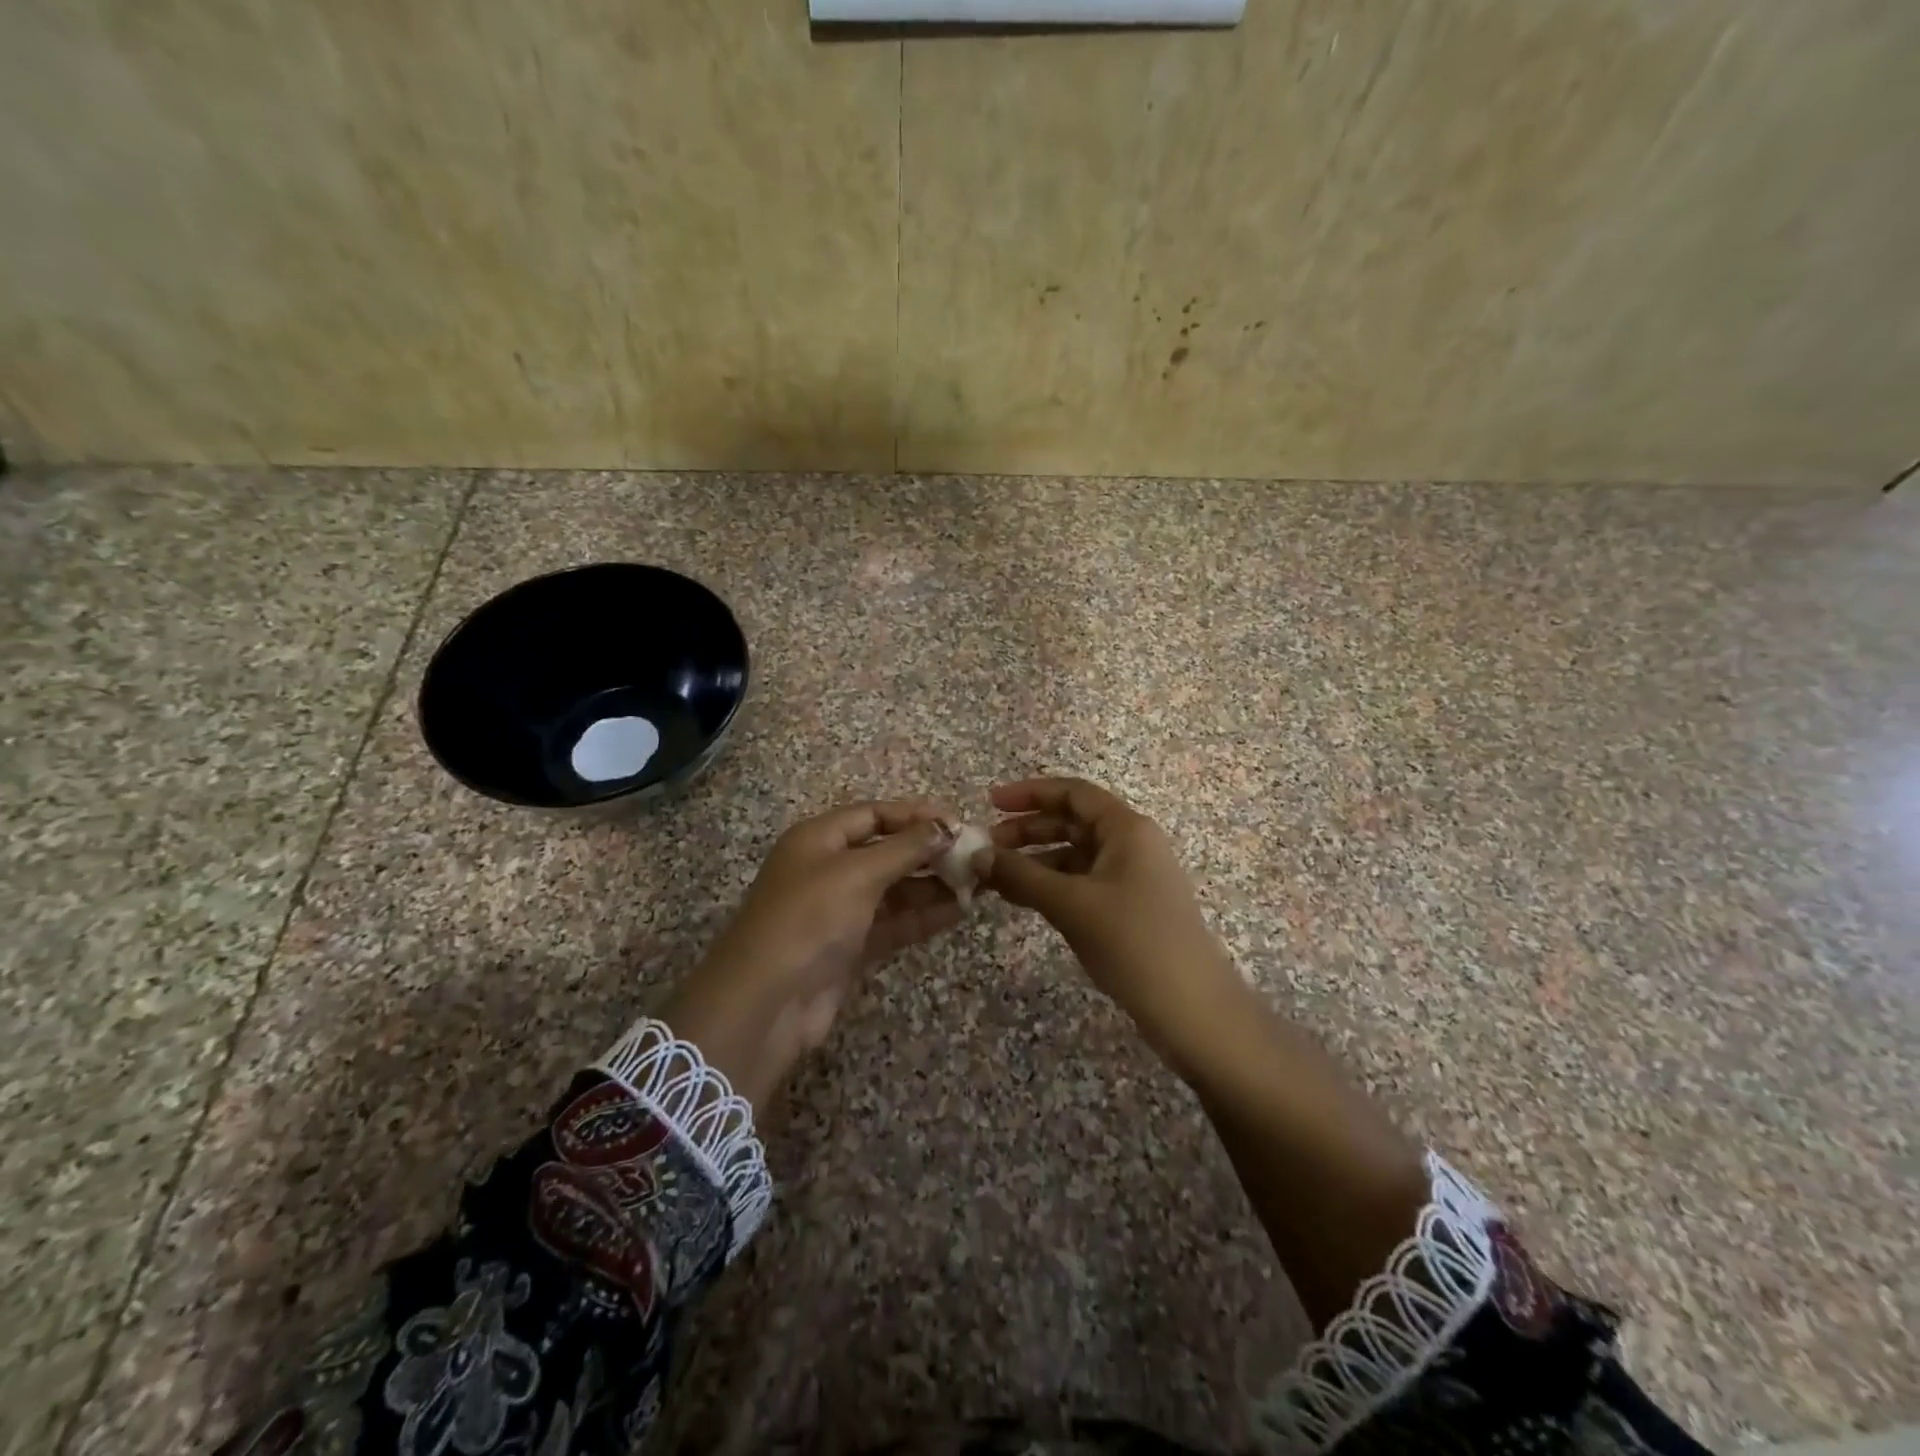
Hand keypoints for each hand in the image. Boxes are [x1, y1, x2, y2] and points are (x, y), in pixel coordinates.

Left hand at [662, 800, 961, 1111]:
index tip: (958, 823)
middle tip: (974, 856)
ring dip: (931, 885)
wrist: (767, 1002)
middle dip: (928, 852)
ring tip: (976, 884)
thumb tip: (946, 826)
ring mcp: (839, 910)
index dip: (916, 815)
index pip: (874, 814)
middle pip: (886, 850)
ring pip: (894, 889)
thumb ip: (905, 848)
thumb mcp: (858, 872)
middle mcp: (827, 869)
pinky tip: (958, 912)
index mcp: (818, 839)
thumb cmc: (810, 918)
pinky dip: (922, 916)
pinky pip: (893, 922)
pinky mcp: (850, 947)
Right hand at [975, 777, 1249, 1065]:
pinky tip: (1021, 899)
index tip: (990, 802)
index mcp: (1126, 828)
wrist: (1192, 1009)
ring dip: (1034, 862)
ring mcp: (1131, 877)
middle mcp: (1131, 844)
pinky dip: (1050, 886)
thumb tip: (977, 856)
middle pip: (1071, 822)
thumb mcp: (1070, 904)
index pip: (1073, 793)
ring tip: (994, 879)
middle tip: (986, 848)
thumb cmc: (1132, 942)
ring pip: (1074, 855)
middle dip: (1027, 830)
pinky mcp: (1128, 907)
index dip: (1030, 792)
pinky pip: (1081, 883)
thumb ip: (1021, 875)